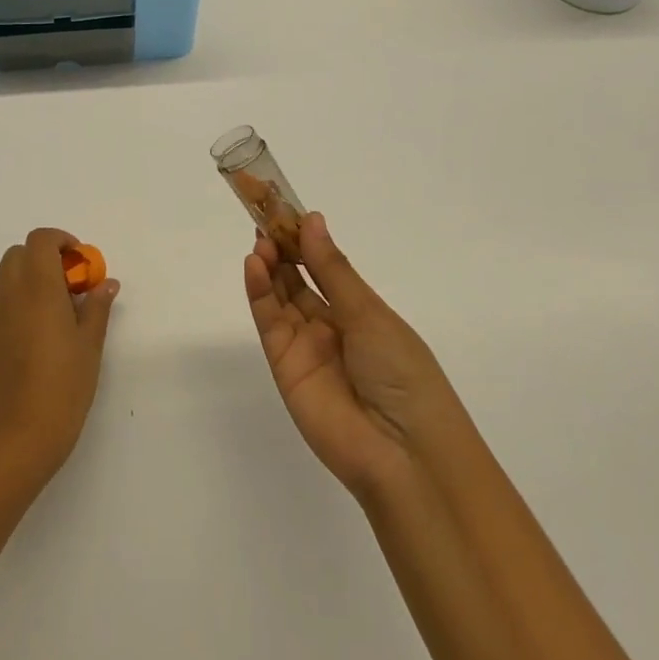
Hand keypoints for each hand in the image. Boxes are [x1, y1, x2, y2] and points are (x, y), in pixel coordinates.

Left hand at [0, 229, 119, 483]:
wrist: (17, 436)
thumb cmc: (64, 387)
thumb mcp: (90, 345)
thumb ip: (97, 307)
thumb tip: (106, 283)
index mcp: (38, 286)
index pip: (41, 240)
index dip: (60, 241)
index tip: (78, 262)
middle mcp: (7, 291)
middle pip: (19, 254)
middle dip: (43, 259)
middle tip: (67, 287)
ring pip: (0, 276)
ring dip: (22, 278)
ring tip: (44, 308)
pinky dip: (7, 302)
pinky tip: (24, 333)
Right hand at [243, 212, 466, 499]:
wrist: (403, 452)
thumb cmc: (402, 373)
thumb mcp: (370, 313)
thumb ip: (332, 269)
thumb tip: (312, 219)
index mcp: (361, 312)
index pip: (325, 266)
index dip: (305, 238)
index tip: (285, 207)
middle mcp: (332, 326)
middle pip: (299, 279)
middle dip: (282, 247)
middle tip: (263, 214)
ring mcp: (306, 347)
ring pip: (280, 297)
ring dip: (269, 266)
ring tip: (259, 237)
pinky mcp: (284, 366)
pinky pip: (269, 322)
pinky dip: (259, 293)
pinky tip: (255, 265)